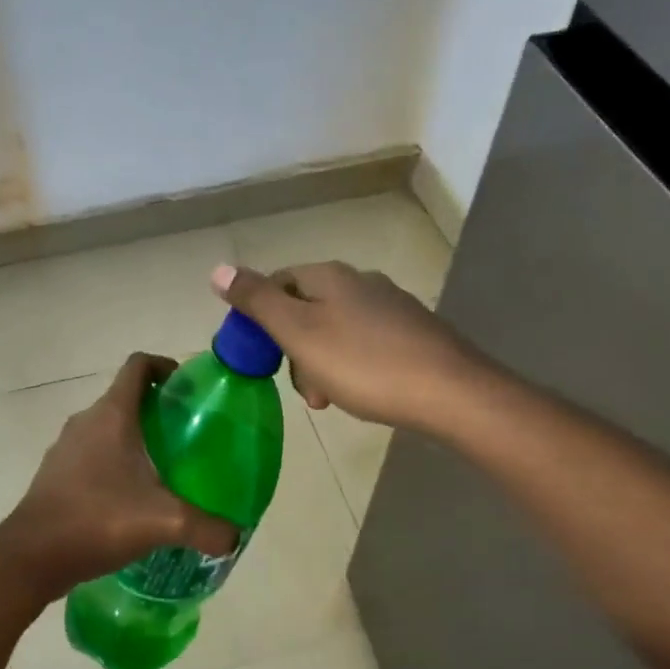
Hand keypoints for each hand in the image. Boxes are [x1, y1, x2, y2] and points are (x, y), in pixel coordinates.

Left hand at [1, 353, 240, 598]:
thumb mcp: (163, 522)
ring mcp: (66, 447)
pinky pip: (92, 454)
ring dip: (134, 438)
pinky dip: (114, 463)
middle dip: (156, 409)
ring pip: (107, 428)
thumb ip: (207, 528)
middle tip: (186, 435)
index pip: (138, 366)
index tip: (186, 387)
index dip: (164, 366)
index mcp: (112, 415)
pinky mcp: (56, 473)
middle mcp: (86, 421)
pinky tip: (131, 498)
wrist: (31, 556)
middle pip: (125, 398)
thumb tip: (235, 536)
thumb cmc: (97, 520)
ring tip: (163, 468)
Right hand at [210, 261, 487, 431]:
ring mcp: (391, 305)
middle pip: (307, 308)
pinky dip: (352, 367)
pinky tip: (363, 392)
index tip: (259, 357)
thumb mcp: (299, 333)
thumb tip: (218, 269)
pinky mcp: (414, 332)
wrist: (451, 392)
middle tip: (302, 389)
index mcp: (329, 276)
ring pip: (336, 330)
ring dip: (321, 363)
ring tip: (330, 399)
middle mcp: (361, 281)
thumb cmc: (364, 364)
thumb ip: (258, 301)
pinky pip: (366, 344)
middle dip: (293, 348)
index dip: (259, 318)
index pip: (277, 282)